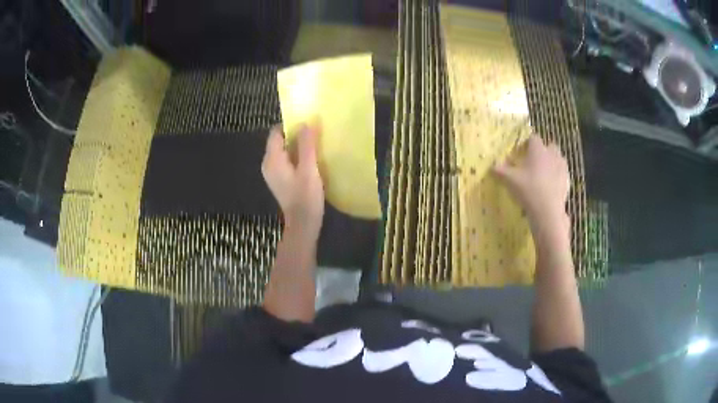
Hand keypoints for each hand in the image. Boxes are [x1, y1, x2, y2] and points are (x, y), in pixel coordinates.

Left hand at [262, 125, 324, 238]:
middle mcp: (269, 164)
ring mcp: (273, 173)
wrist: (303, 224)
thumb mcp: (309, 169)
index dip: (290, 125)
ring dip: (298, 146)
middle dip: (296, 135)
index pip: (276, 132)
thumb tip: (306, 123)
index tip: (308, 123)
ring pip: (284, 151)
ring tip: (316, 145)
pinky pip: (287, 161)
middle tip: (315, 133)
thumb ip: (307, 145)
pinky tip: (311, 160)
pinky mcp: (280, 180)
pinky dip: (297, 157)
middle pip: (280, 141)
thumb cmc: (306, 197)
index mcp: (272, 159)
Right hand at [494, 135, 569, 234]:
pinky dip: (557, 176)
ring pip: (558, 159)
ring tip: (543, 174)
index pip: (533, 138)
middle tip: (534, 162)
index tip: (521, 151)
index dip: (527, 143)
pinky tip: (550, 187)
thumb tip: (492, 165)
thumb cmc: (528, 189)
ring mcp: (562, 167)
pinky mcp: (567, 180)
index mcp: (538, 150)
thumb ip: (500, 170)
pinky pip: (562, 173)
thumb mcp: (510, 180)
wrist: (547, 211)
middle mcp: (552, 154)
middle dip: (543, 151)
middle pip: (549, 146)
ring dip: (551, 162)